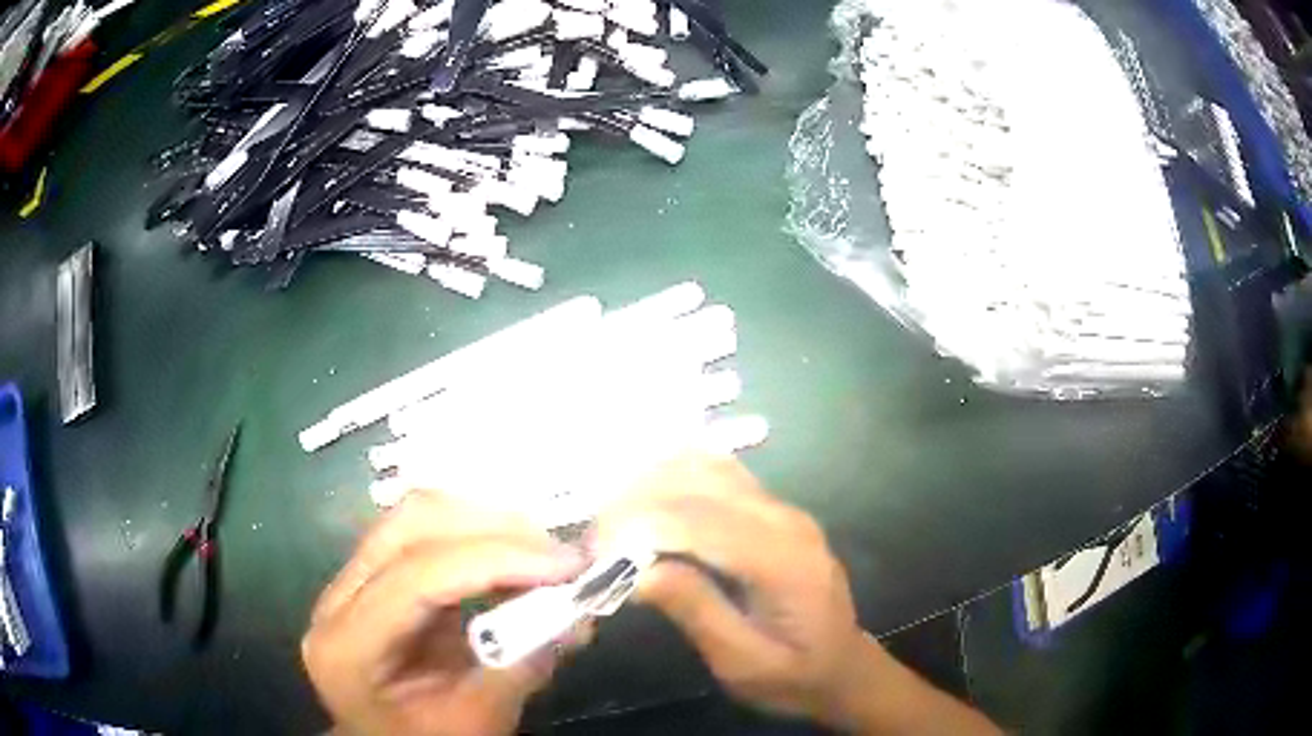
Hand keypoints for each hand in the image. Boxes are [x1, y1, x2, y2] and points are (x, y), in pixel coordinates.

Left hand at [302, 492, 587, 735]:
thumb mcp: (476, 721)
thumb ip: (521, 667)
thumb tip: (578, 615)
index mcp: (347, 643)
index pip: (418, 575)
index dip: (496, 560)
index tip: (569, 565)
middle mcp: (338, 598)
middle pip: (411, 525)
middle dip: (494, 529)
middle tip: (561, 557)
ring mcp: (353, 581)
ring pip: (419, 518)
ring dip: (489, 526)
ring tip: (547, 557)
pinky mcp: (378, 577)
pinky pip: (428, 537)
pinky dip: (480, 540)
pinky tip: (518, 563)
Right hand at [595, 454, 870, 723]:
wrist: (841, 667)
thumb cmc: (793, 675)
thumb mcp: (743, 663)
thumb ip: (697, 612)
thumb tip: (637, 572)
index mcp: (783, 560)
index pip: (700, 521)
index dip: (640, 527)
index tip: (595, 553)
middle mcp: (784, 518)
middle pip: (699, 483)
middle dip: (636, 503)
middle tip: (594, 542)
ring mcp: (780, 507)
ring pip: (706, 466)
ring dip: (650, 483)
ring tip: (611, 522)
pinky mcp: (770, 509)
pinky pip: (717, 473)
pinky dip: (673, 475)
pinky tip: (644, 495)